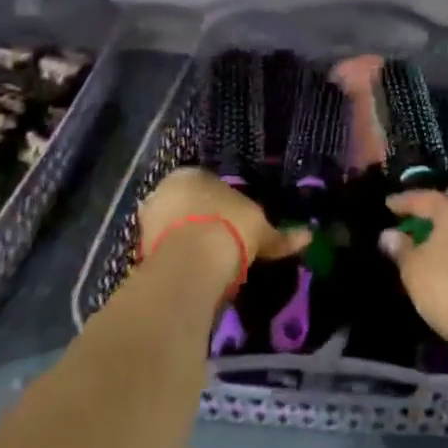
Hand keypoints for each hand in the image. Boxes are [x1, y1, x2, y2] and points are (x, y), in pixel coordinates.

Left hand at [138, 168, 310, 289]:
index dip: (224, 204)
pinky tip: (193, 273)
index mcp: (192, 173)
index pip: (208, 183)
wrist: (191, 262)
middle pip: (187, 205)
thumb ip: (281, 236)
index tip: (236, 222)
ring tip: (209, 263)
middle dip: (201, 220)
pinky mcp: (138, 249)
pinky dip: (177, 260)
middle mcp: (164, 189)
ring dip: (187, 241)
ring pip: (173, 228)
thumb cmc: (230, 228)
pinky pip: (165, 251)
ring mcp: (148, 219)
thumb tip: (309, 236)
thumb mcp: (262, 230)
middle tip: (223, 242)